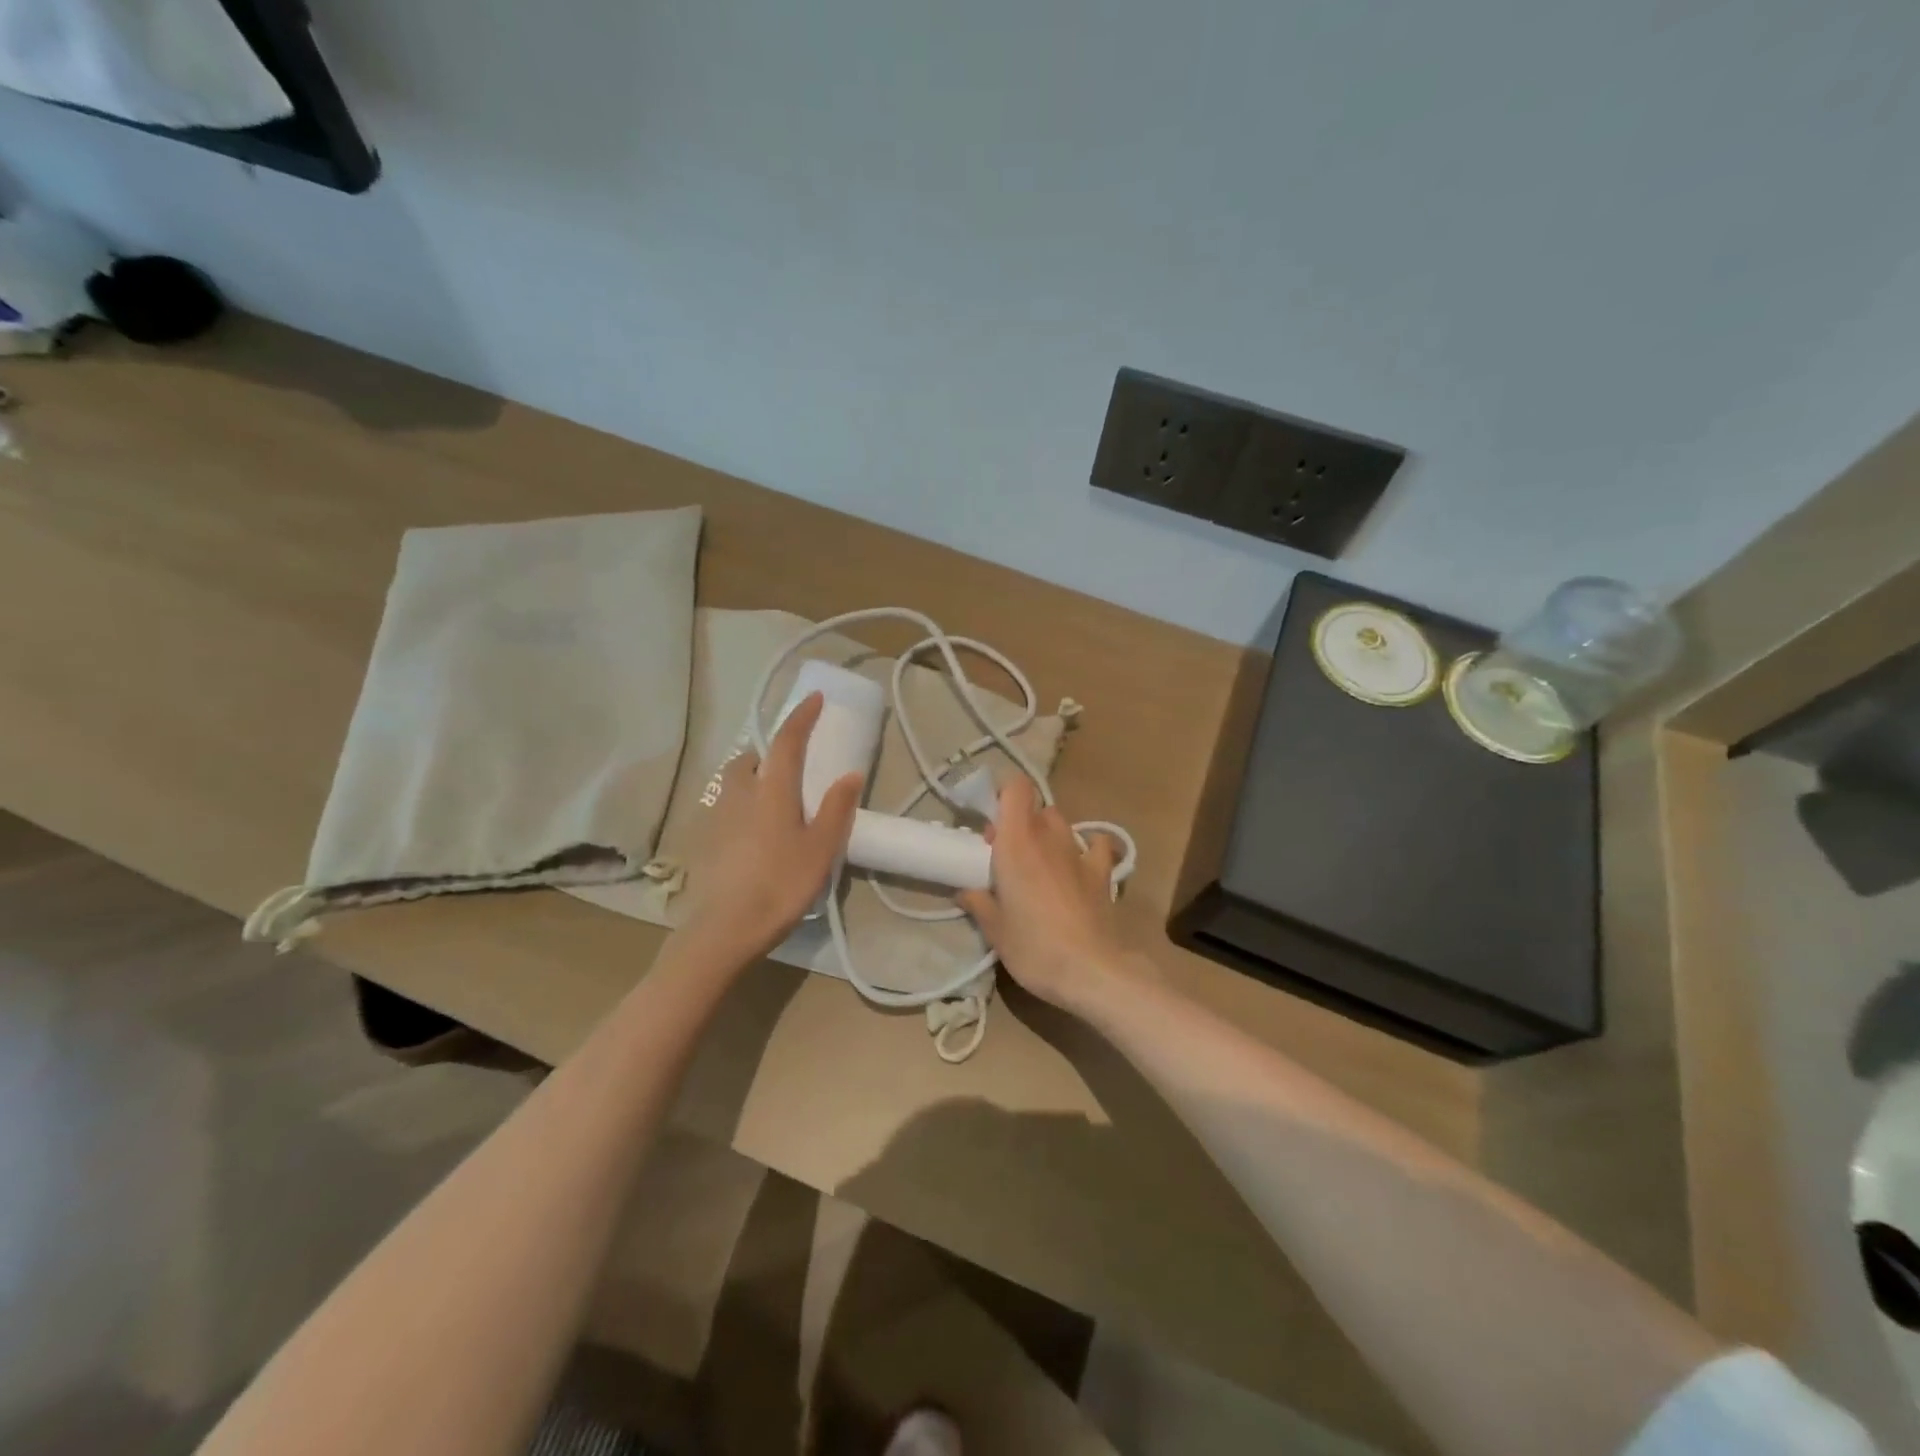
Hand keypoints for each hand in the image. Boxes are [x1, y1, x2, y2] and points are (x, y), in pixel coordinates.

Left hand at [676, 692, 862, 963]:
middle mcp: (740, 793)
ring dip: (753, 774)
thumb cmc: (781, 885)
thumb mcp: (820, 849)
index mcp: (771, 790)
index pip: (786, 741)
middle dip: (770, 749)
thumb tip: (850, 774)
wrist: (725, 928)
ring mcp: (718, 815)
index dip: (800, 717)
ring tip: (773, 793)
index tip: (813, 699)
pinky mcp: (706, 838)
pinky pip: (726, 804)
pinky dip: (742, 800)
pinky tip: (754, 827)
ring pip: (734, 780)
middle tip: (791, 760)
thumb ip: (836, 809)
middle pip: (751, 757)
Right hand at [957, 777, 1131, 1011]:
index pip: (1016, 788)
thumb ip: (979, 903)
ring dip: (1048, 834)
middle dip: (1020, 822)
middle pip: (1035, 807)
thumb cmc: (1034, 947)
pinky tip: (1079, 866)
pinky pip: (1096, 845)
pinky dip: (1088, 848)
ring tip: (1039, 863)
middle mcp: (1049, 837)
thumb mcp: (995, 930)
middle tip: (1006, 854)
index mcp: (1016, 842)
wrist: (1091, 970)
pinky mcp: (1103, 873)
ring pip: (1062, 823)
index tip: (990, 822)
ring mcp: (1079, 853)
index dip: (1003, 794)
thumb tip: (966, 891)